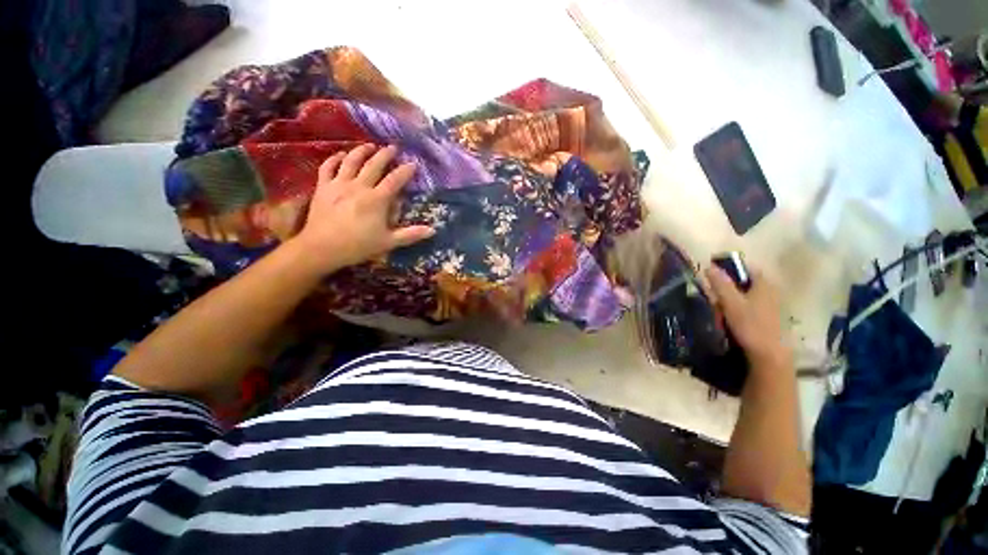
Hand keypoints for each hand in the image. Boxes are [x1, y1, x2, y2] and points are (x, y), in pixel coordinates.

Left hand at [293, 144, 433, 272]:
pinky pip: (327, 167)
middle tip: (393, 147)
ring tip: (369, 145)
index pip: (394, 180)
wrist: (322, 248)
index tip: (413, 163)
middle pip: (374, 165)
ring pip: (351, 161)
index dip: (405, 171)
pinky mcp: (323, 187)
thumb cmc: (358, 246)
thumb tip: (433, 230)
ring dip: (361, 151)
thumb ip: (411, 234)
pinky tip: (340, 155)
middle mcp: (359, 187)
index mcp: (377, 200)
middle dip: (385, 154)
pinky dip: (334, 158)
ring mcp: (339, 185)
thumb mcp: (388, 242)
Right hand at [705, 264, 791, 375]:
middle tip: (712, 294)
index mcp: (764, 283)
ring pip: (746, 295)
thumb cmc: (750, 325)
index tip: (711, 273)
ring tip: (717, 309)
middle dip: (727, 286)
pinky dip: (737, 308)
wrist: (769, 356)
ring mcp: (772, 305)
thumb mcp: (731, 303)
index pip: (745, 267)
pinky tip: (729, 319)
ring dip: (731, 299)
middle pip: (744, 282)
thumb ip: (720, 284)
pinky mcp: (769, 318)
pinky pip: (749, 307)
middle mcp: (771, 291)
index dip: (728, 267)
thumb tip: (708, 266)